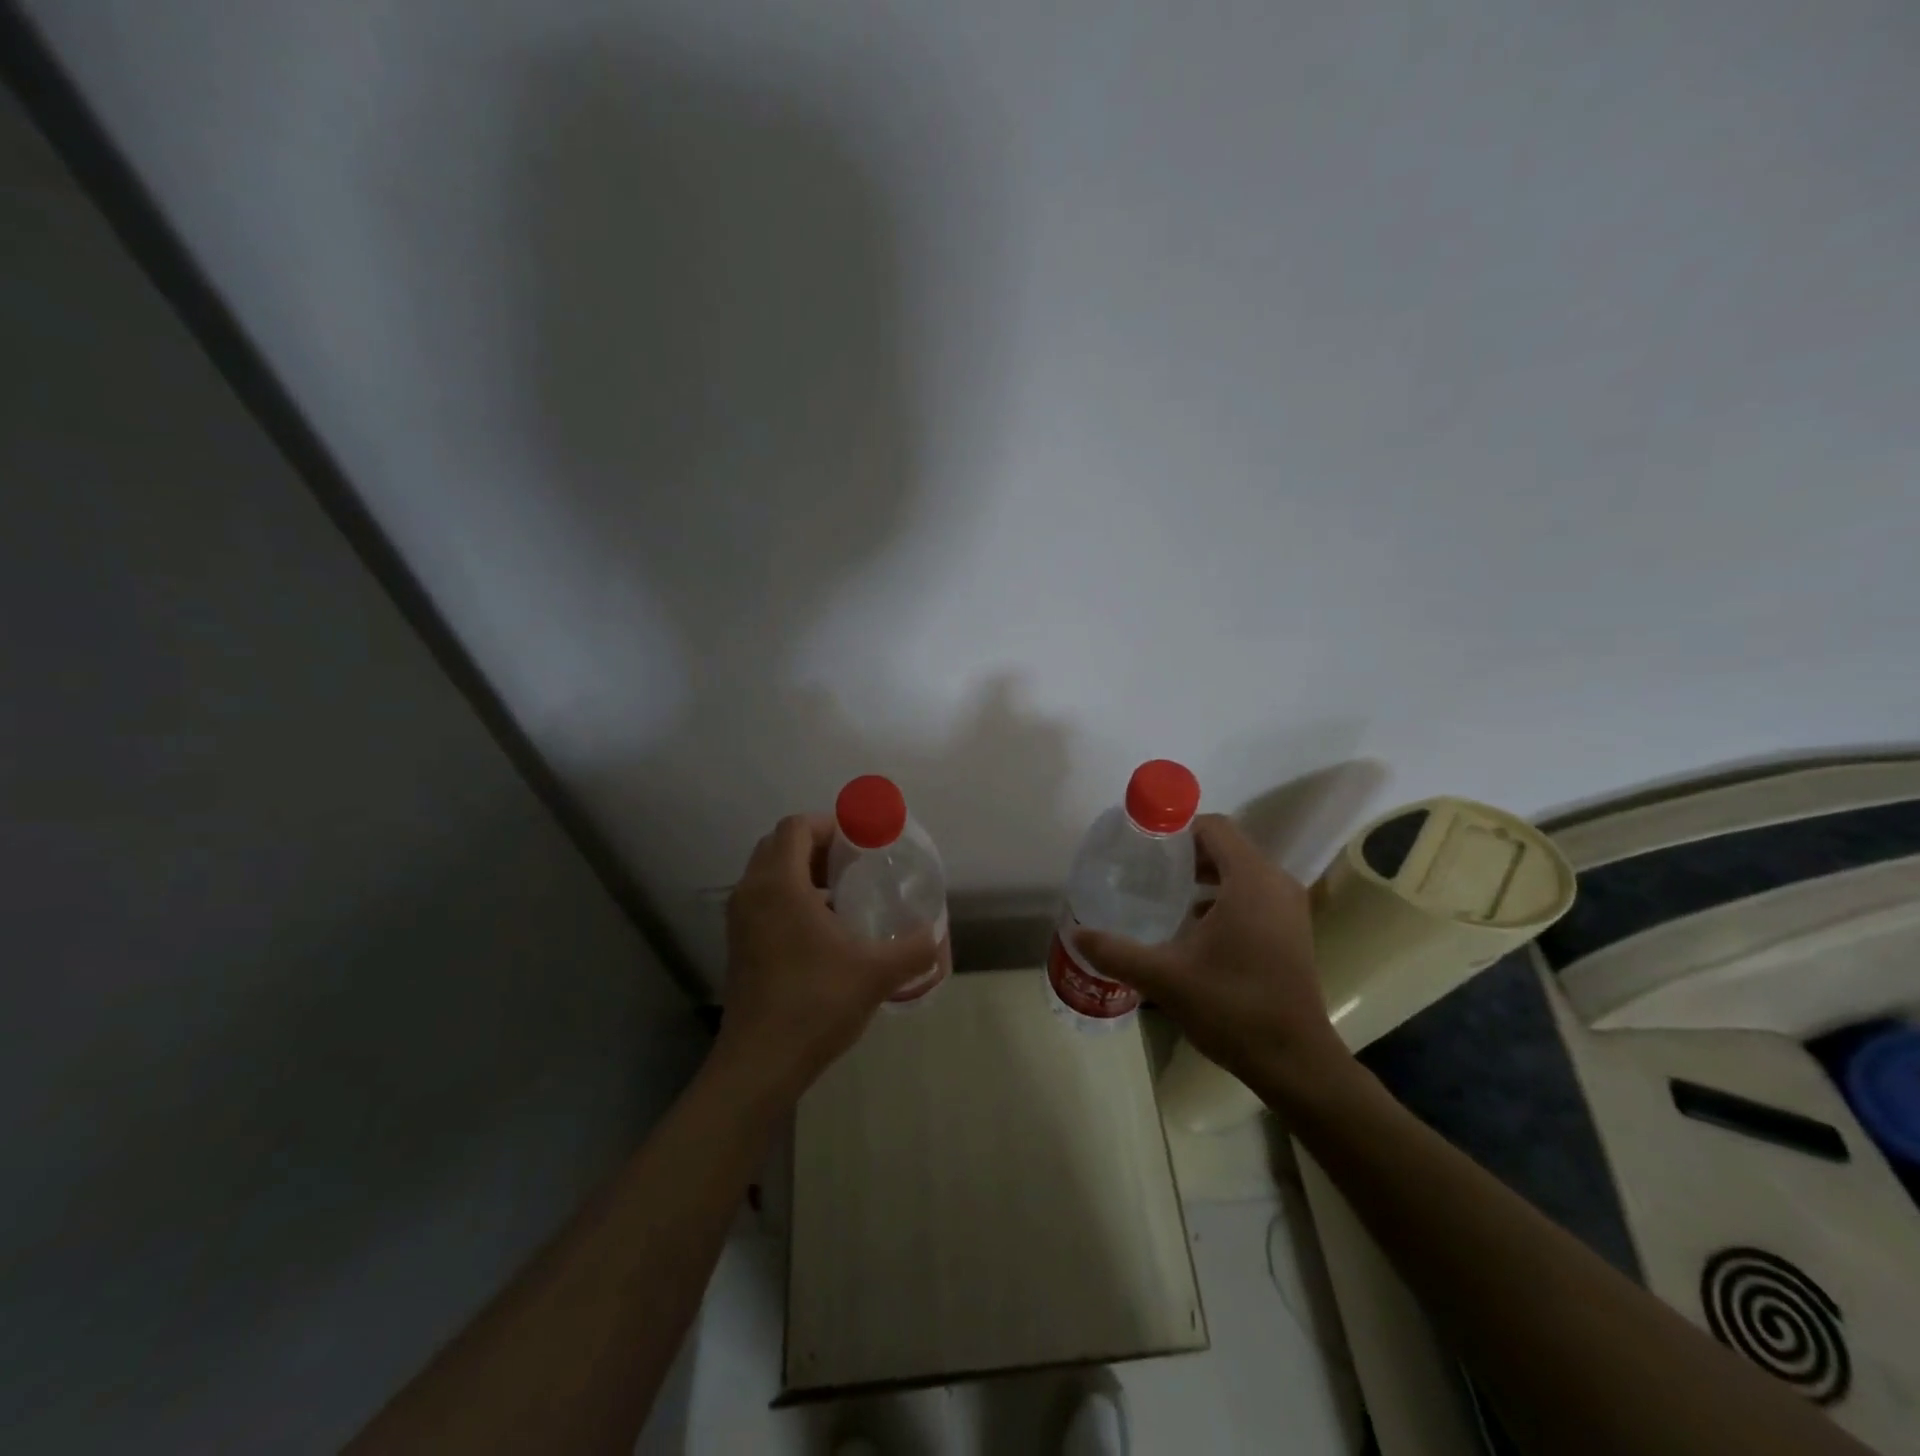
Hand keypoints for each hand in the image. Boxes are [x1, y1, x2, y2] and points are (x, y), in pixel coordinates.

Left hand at [712, 814, 936, 1105]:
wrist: (760, 1062)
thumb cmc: (816, 1004)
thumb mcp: (876, 973)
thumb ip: (914, 948)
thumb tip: (937, 935)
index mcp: (780, 885)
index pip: (797, 827)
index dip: (830, 826)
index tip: (862, 844)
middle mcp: (752, 893)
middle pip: (779, 844)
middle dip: (816, 845)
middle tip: (854, 864)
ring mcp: (739, 920)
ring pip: (768, 873)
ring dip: (802, 871)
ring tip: (842, 894)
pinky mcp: (739, 944)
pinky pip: (763, 899)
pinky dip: (789, 896)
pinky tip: (822, 928)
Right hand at [1073, 813, 1347, 1090]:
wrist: (1294, 1061)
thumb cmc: (1232, 1007)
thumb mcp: (1164, 977)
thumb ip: (1115, 951)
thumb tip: (1075, 933)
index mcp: (1250, 881)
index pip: (1214, 828)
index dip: (1176, 828)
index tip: (1142, 845)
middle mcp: (1276, 884)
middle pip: (1226, 847)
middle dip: (1185, 853)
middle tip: (1145, 869)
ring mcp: (1289, 908)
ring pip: (1240, 872)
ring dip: (1204, 876)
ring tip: (1164, 894)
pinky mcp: (1291, 930)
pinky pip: (1253, 894)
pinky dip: (1223, 897)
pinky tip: (1193, 925)